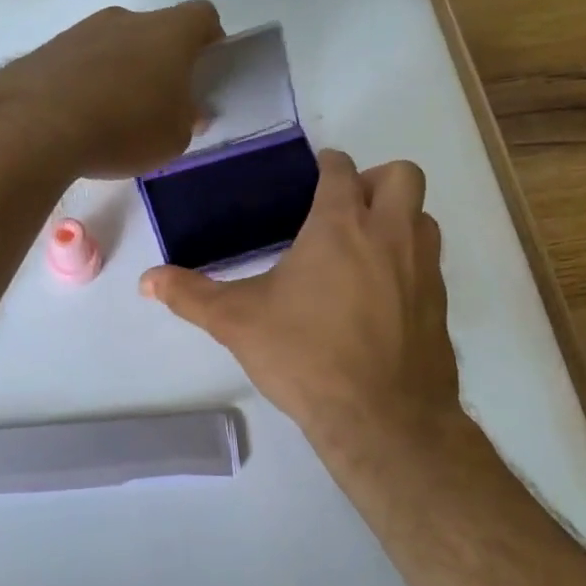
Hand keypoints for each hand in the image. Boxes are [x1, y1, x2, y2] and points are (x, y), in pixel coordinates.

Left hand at [0, 2, 223, 178]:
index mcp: (169, 32)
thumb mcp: (174, 138)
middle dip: (160, 63)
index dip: (210, 40)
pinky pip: (80, 63)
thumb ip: (187, 120)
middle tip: (158, 105)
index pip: (202, 16)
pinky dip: (85, 84)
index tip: (206, 71)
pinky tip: (78, 120)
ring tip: (112, 120)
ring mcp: (83, 30)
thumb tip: (188, 111)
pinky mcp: (47, 49)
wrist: (36, 124)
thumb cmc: (125, 127)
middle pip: (155, 31)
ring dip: (119, 72)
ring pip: (114, 46)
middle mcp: (127, 19)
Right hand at [140, 150, 463, 464]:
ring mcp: (423, 269)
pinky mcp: (439, 304)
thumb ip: (190, 295)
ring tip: (363, 248)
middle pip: (402, 175)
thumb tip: (146, 281)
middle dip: (377, 179)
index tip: (317, 174)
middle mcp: (390, 235)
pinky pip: (430, 262)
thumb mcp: (237, 323)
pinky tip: (380, 295)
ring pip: (423, 217)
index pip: (342, 170)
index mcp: (341, 226)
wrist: (383, 419)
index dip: (329, 165)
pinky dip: (409, 262)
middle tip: (346, 208)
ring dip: (399, 218)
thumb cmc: (306, 356)